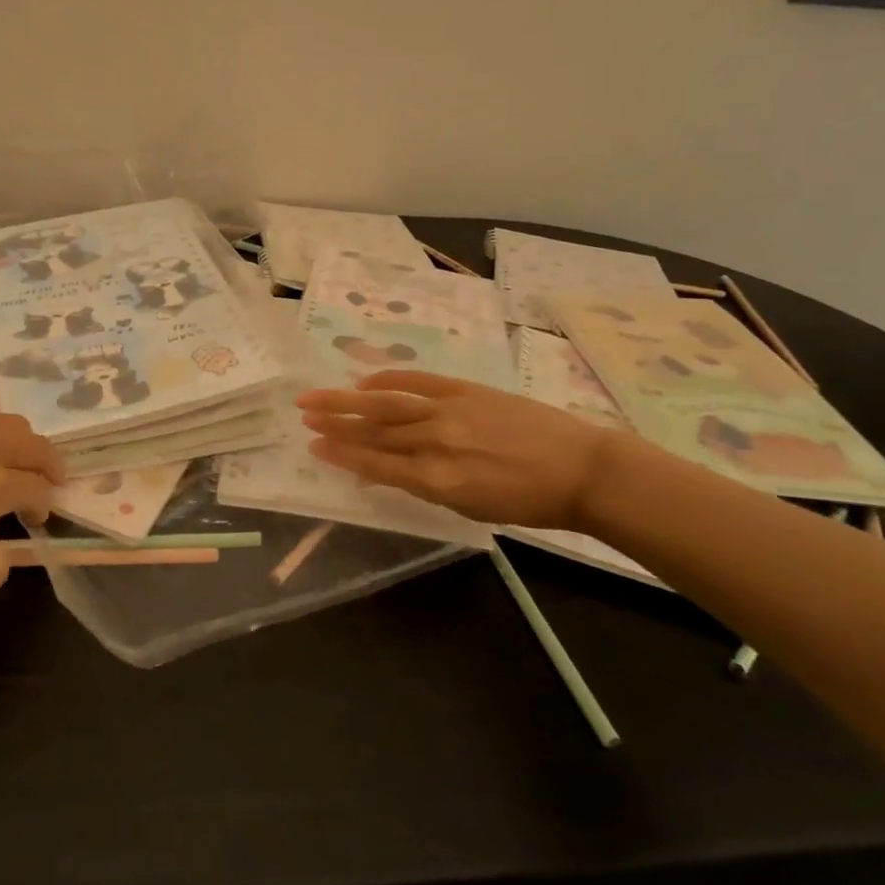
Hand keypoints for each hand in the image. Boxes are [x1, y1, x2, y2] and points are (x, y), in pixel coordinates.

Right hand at [296, 371, 614, 530]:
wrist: (582, 469)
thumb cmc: (527, 500)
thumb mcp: (470, 506)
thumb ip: (424, 485)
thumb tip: (383, 471)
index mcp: (438, 479)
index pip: (377, 463)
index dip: (342, 454)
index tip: (313, 445)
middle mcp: (436, 442)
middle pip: (374, 430)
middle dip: (334, 422)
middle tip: (302, 413)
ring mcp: (450, 411)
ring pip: (388, 404)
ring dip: (348, 400)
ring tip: (317, 395)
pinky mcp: (466, 390)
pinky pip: (418, 381)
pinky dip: (389, 378)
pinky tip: (365, 380)